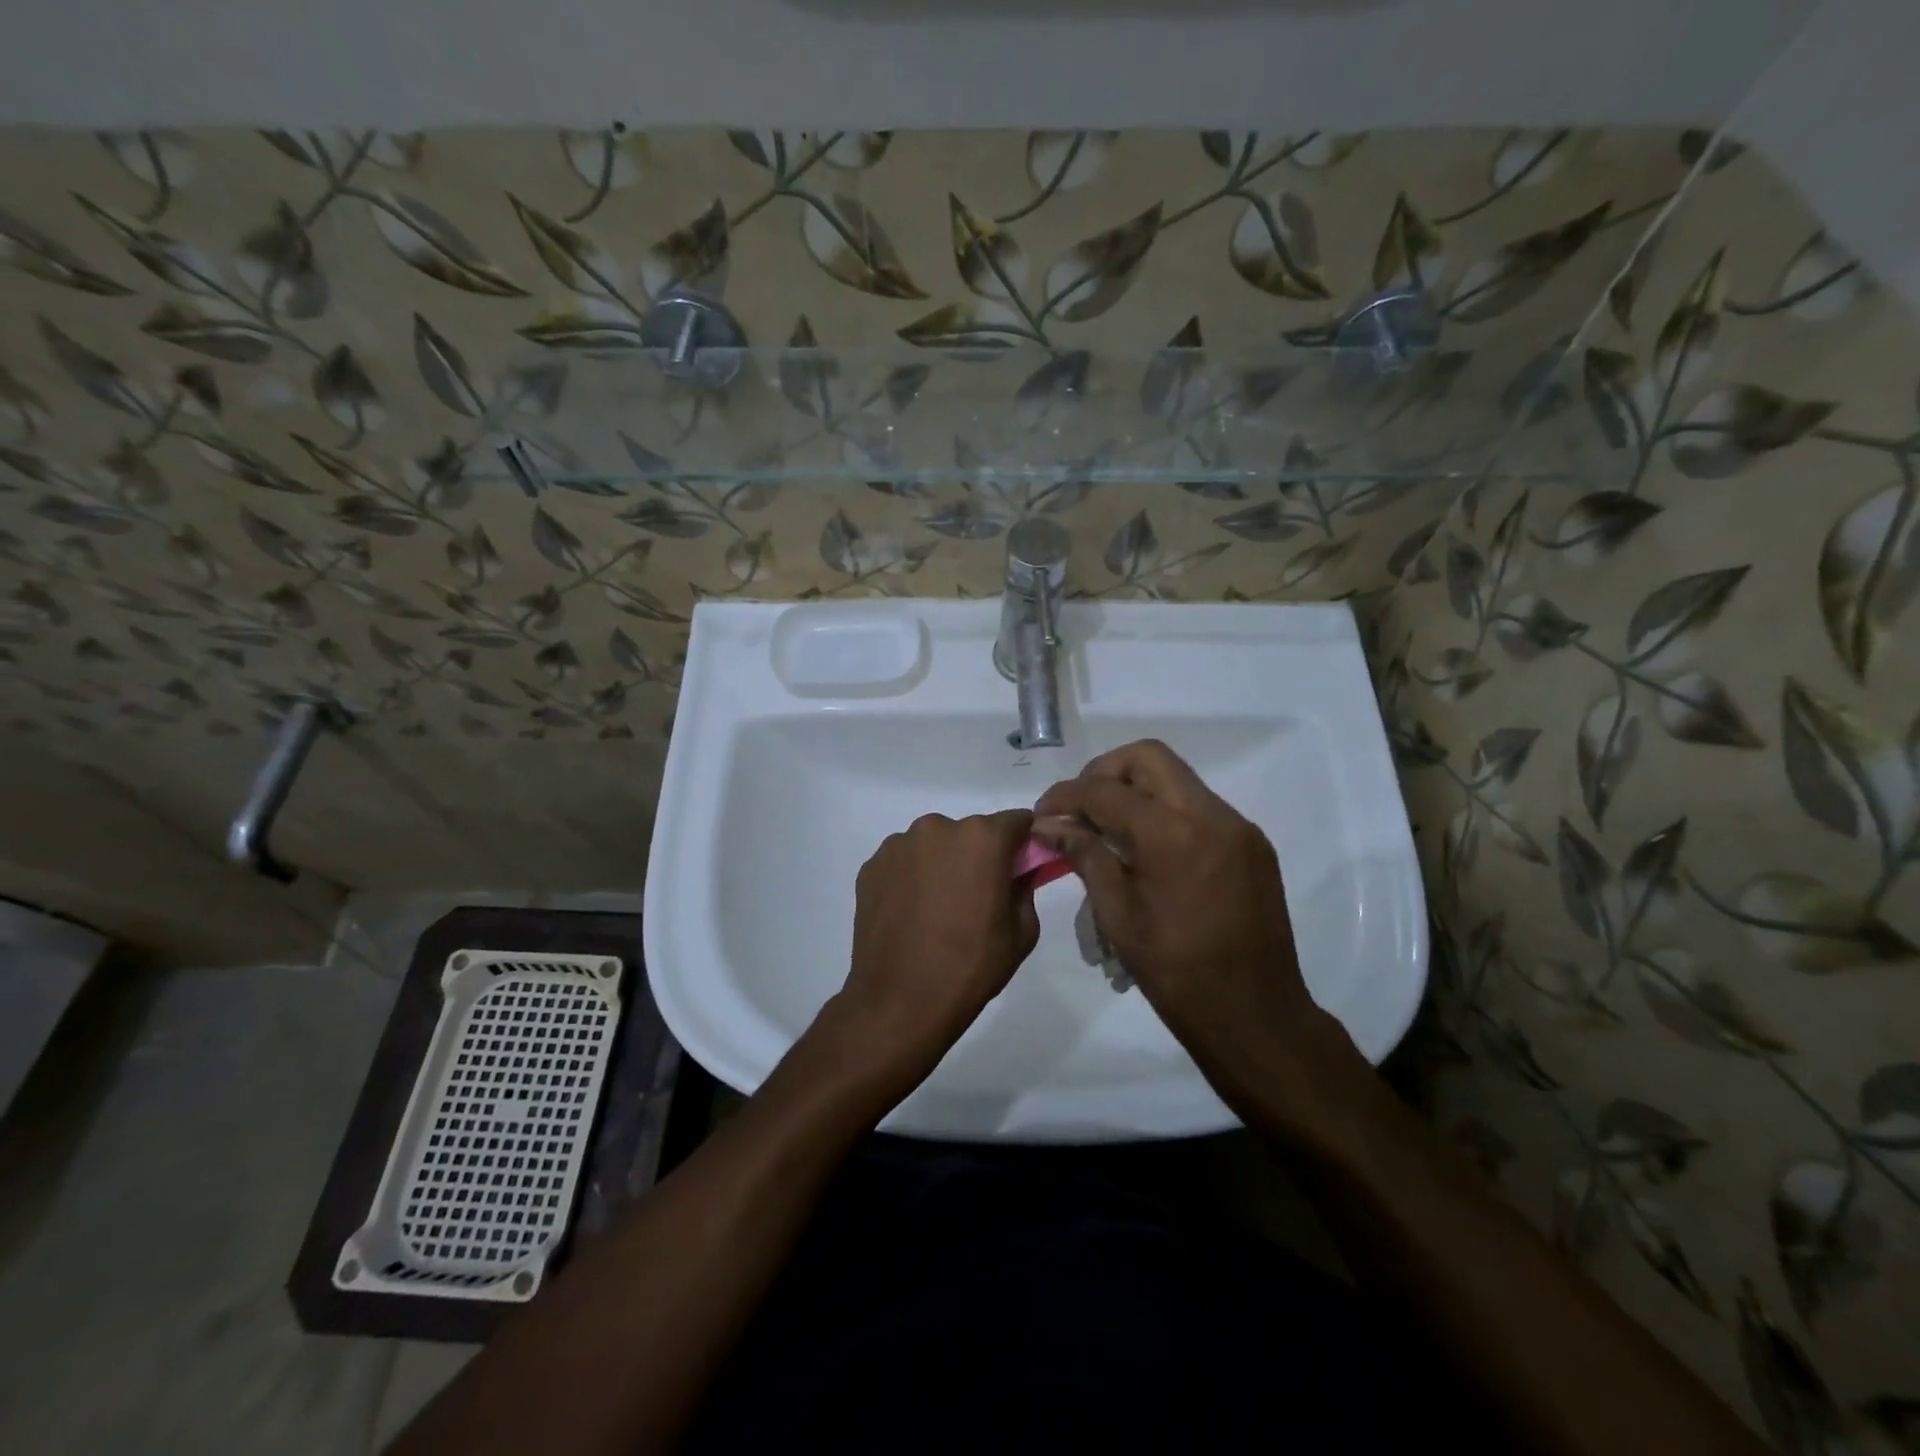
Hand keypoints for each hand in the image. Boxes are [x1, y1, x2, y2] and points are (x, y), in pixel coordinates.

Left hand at [826, 809, 1040, 1090]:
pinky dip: (911, 878)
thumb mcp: (1021, 932)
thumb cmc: (970, 967)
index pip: (1016, 821)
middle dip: (978, 855)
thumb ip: (1025, 888)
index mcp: (982, 838)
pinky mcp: (871, 865)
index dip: (1023, 842)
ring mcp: (899, 845)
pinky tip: (910, 914)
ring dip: (941, 864)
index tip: (1021, 866)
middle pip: (971, 832)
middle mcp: (938, 828)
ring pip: (934, 845)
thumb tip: (1018, 873)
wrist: (899, 1002)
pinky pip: (903, 862)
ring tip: (937, 910)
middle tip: (976, 896)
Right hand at [1033, 741, 1354, 1129]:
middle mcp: (1211, 815)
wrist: (1256, 1016)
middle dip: (1104, 772)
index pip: (1105, 790)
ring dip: (1136, 790)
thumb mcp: (1118, 915)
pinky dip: (1166, 811)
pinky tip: (1149, 849)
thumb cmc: (1176, 974)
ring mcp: (1238, 826)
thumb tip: (1049, 824)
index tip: (1044, 814)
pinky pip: (1199, 806)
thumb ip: (1085, 856)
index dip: (1065, 795)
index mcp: (1172, 835)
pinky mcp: (1252, 843)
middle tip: (1081, 808)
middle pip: (1147, 757)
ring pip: (1177, 777)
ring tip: (1110, 829)